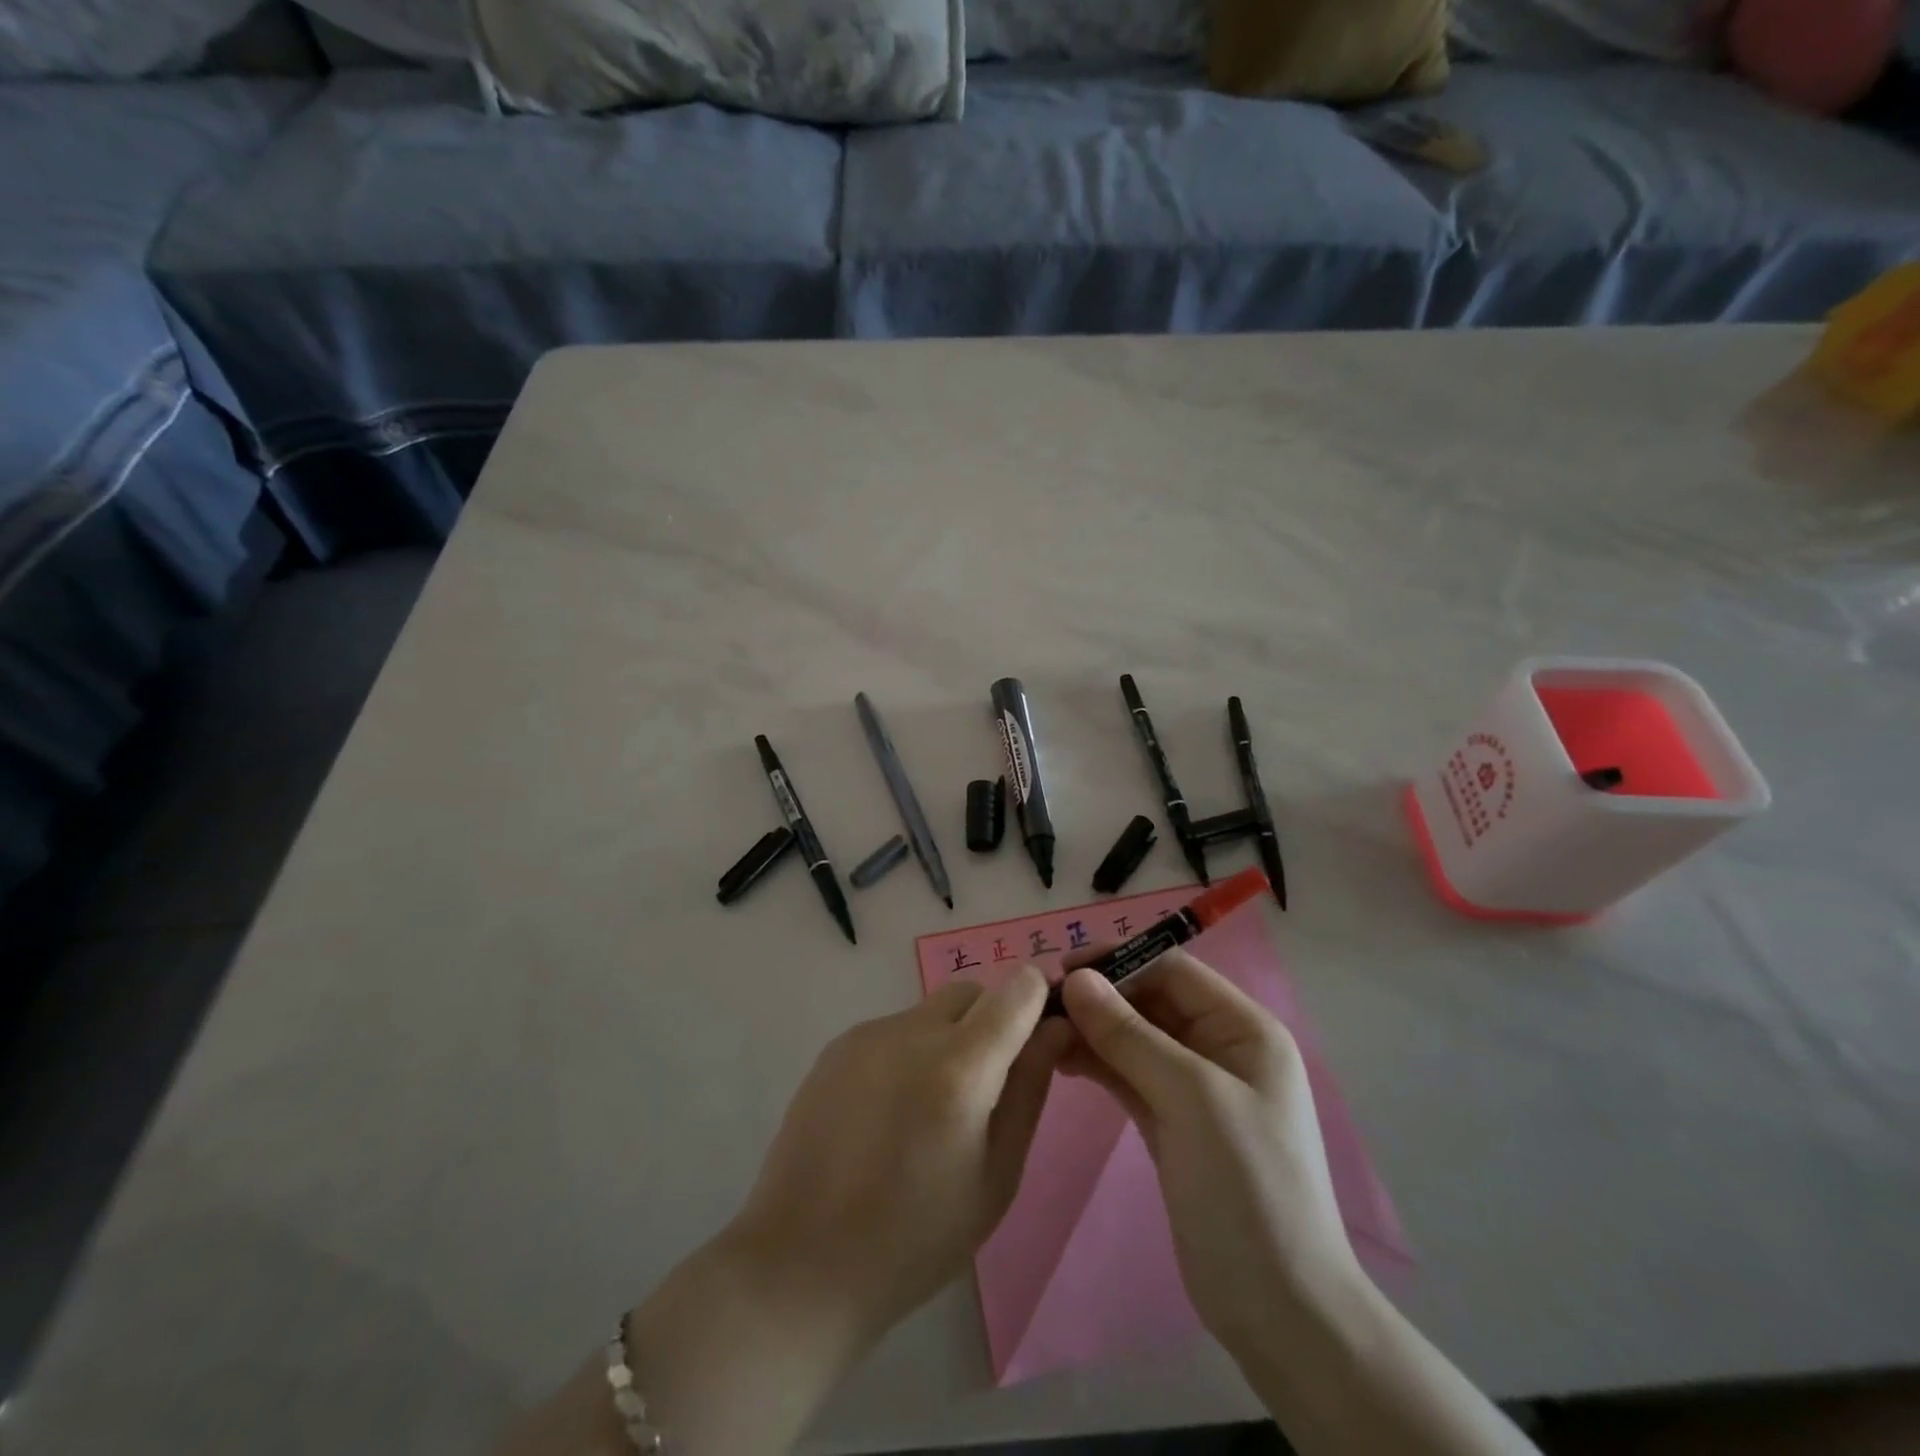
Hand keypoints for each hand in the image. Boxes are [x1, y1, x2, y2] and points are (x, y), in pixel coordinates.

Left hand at [726, 965, 1068, 1353]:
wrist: (801, 1261)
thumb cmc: (915, 1238)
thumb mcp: (996, 1177)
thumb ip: (1029, 1091)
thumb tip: (1055, 1029)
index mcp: (959, 1068)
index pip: (1016, 991)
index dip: (1037, 999)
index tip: (1041, 1031)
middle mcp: (912, 1032)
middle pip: (972, 994)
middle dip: (992, 1021)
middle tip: (986, 1087)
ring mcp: (869, 1034)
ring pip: (930, 1011)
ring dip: (948, 1038)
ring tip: (930, 1109)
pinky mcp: (838, 1045)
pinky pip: (894, 1029)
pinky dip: (909, 1052)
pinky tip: (890, 1111)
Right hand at [1057, 951, 1360, 1351]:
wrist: (1280, 1310)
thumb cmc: (1247, 1187)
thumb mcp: (1191, 1098)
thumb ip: (1130, 1034)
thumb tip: (1075, 979)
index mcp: (1244, 1029)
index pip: (1173, 971)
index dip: (1119, 962)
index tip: (1062, 969)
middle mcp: (1221, 1048)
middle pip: (1151, 1001)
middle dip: (1100, 998)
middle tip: (1042, 1004)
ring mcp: (1195, 1087)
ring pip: (1135, 1038)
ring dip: (1092, 1030)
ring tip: (1042, 1033)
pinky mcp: (1172, 1122)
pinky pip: (1129, 1075)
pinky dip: (1097, 1064)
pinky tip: (1061, 1061)